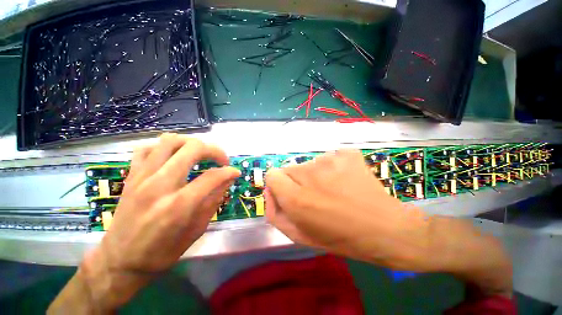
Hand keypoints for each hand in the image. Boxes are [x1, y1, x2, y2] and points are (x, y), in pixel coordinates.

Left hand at [79, 134, 239, 309]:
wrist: (119, 261)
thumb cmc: (162, 252)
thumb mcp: (196, 230)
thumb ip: (214, 200)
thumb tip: (228, 179)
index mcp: (179, 205)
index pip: (212, 176)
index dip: (229, 171)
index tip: (235, 172)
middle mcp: (160, 185)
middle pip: (193, 148)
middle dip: (214, 150)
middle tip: (221, 160)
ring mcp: (142, 177)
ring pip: (170, 140)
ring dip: (191, 143)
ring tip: (200, 154)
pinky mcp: (131, 176)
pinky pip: (147, 148)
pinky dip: (165, 147)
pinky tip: (173, 157)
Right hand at [264, 149, 431, 270]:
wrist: (385, 229)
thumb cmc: (340, 238)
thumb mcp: (299, 235)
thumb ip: (275, 213)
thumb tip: (270, 189)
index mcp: (296, 197)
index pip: (272, 175)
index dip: (279, 185)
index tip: (291, 193)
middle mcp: (310, 174)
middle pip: (290, 168)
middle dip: (297, 182)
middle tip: (315, 196)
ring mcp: (330, 160)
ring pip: (310, 163)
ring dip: (316, 175)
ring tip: (334, 190)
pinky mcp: (347, 154)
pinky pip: (330, 157)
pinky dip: (333, 168)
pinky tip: (345, 180)